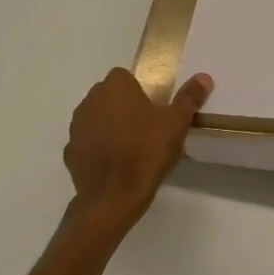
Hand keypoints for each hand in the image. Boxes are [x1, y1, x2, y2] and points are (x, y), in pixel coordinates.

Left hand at [62, 68, 212, 233]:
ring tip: (131, 147)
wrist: (113, 198)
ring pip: (96, 118)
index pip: (125, 76)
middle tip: (146, 128)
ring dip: (109, 126)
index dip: (139, 90)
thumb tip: (204, 77)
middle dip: (124, 106)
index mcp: (115, 87)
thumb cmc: (146, 152)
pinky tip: (115, 164)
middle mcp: (90, 100)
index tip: (154, 109)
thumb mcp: (176, 123)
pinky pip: (87, 143)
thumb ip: (189, 97)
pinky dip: (98, 149)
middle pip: (110, 96)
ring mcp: (76, 127)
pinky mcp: (70, 152)